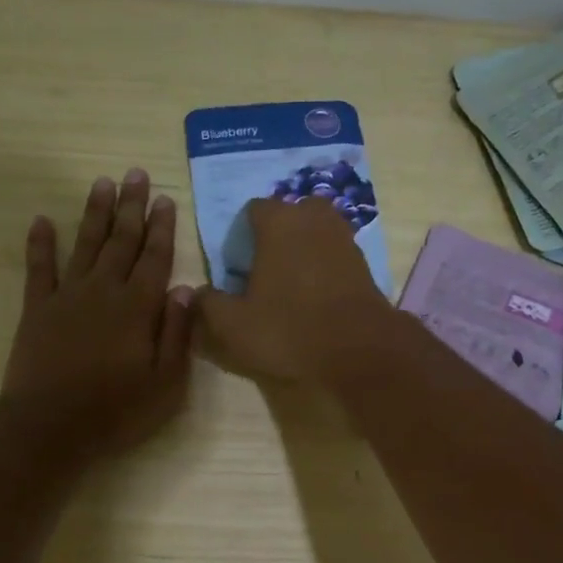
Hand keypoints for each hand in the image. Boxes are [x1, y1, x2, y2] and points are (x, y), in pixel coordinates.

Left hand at [2, 169, 193, 456]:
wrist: (50, 425)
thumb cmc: (117, 410)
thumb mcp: (166, 382)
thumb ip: (176, 333)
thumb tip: (184, 289)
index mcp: (139, 308)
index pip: (155, 258)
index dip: (161, 228)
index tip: (165, 199)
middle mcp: (104, 291)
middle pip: (121, 241)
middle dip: (131, 207)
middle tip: (136, 174)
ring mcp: (67, 296)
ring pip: (85, 244)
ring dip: (95, 213)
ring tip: (103, 183)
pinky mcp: (37, 309)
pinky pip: (39, 268)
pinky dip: (40, 243)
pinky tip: (42, 220)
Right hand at [195, 196, 395, 381]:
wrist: (359, 352)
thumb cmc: (289, 329)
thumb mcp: (233, 325)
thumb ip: (209, 304)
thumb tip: (198, 293)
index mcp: (279, 221)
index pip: (253, 211)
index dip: (241, 237)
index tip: (238, 268)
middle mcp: (314, 218)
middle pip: (290, 216)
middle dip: (277, 236)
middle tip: (265, 272)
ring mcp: (345, 238)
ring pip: (316, 234)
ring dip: (303, 251)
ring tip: (290, 286)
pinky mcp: (364, 264)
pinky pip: (335, 256)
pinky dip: (324, 268)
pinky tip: (316, 297)